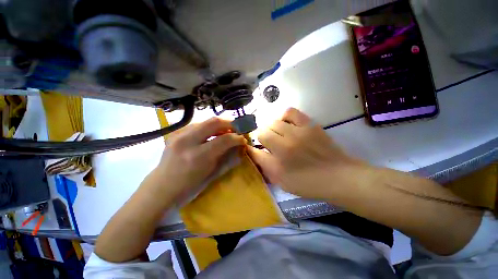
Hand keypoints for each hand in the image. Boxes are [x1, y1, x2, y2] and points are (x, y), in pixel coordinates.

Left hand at [143, 117, 245, 206]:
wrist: (162, 187)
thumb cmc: (189, 187)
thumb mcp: (212, 173)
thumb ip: (226, 155)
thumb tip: (238, 145)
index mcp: (198, 156)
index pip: (224, 139)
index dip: (237, 137)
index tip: (244, 139)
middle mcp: (187, 141)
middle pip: (214, 122)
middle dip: (230, 123)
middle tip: (238, 129)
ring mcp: (178, 135)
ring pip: (205, 121)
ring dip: (220, 125)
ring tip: (227, 131)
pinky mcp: (175, 133)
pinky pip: (197, 124)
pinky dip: (209, 127)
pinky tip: (213, 134)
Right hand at [248, 108, 360, 198]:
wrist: (338, 176)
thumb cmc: (308, 183)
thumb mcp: (281, 181)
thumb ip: (264, 165)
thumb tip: (252, 151)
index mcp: (278, 161)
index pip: (255, 149)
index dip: (253, 147)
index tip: (256, 148)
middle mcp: (285, 144)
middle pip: (262, 131)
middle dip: (262, 137)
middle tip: (269, 143)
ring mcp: (298, 132)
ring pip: (273, 121)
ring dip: (271, 128)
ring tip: (277, 133)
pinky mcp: (309, 124)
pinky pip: (290, 112)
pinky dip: (283, 116)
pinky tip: (286, 123)